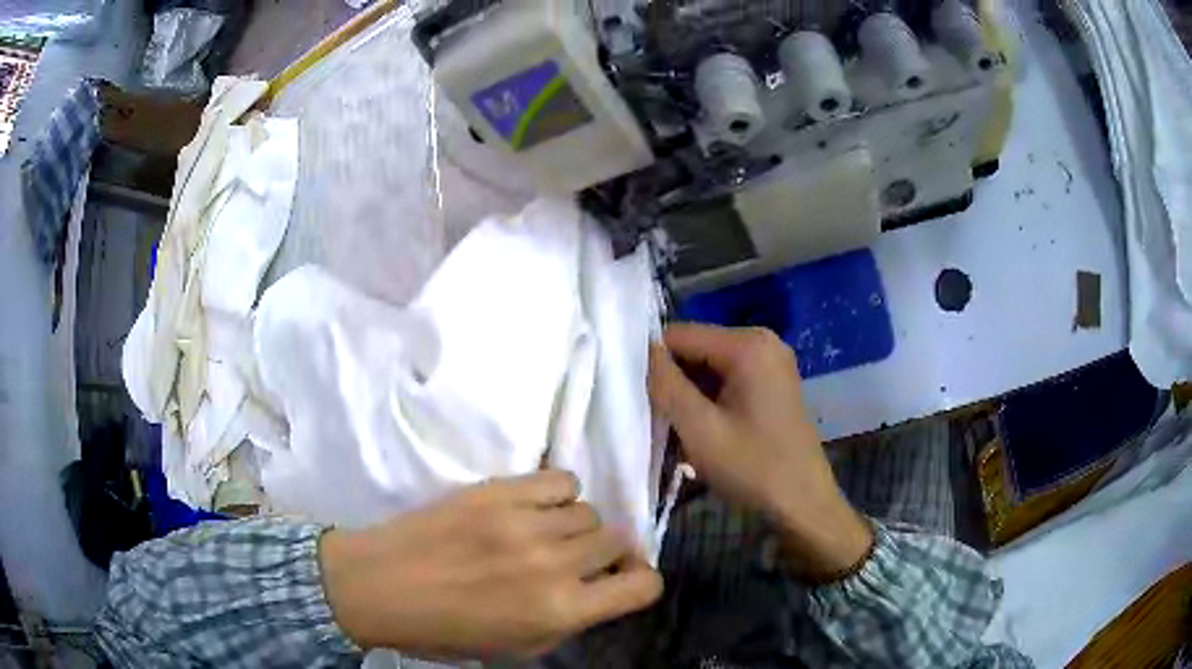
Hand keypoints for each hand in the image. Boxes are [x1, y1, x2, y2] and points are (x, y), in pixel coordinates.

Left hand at [318, 471, 661, 659]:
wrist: (382, 585)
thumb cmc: (447, 630)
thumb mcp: (519, 648)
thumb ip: (569, 619)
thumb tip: (600, 589)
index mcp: (559, 611)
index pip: (642, 585)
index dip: (640, 583)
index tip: (622, 581)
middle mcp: (553, 564)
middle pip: (617, 540)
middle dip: (604, 554)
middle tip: (575, 560)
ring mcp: (526, 522)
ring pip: (590, 511)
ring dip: (576, 527)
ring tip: (545, 534)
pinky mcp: (500, 489)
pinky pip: (562, 480)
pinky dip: (558, 495)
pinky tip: (534, 508)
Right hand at [648, 324, 872, 579]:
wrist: (804, 503)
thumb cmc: (753, 467)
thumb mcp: (700, 429)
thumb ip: (665, 385)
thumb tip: (640, 350)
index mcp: (748, 344)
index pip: (679, 335)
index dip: (652, 363)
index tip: (639, 399)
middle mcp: (762, 341)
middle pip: (696, 348)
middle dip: (673, 380)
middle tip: (660, 420)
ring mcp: (772, 361)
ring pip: (709, 365)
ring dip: (689, 393)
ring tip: (682, 430)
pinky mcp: (774, 381)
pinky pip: (728, 378)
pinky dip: (709, 399)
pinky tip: (705, 430)